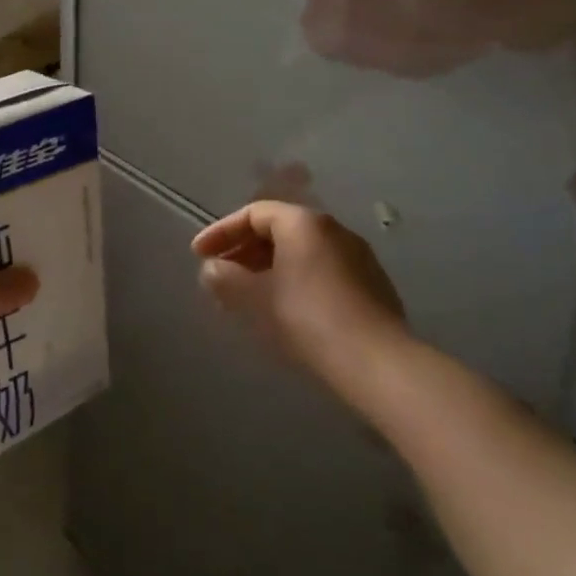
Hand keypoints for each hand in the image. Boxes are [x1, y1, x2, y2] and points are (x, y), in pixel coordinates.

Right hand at [192, 201, 406, 386]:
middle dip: (243, 250)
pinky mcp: (370, 284)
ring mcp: (356, 257)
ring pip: (299, 251)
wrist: (377, 361)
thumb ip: (226, 278)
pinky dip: (292, 279)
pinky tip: (280, 308)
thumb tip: (212, 269)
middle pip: (278, 229)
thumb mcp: (256, 298)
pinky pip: (319, 269)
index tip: (198, 255)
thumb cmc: (308, 318)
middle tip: (219, 275)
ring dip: (266, 267)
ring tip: (244, 295)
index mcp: (304, 224)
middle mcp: (333, 230)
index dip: (221, 232)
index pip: (254, 213)